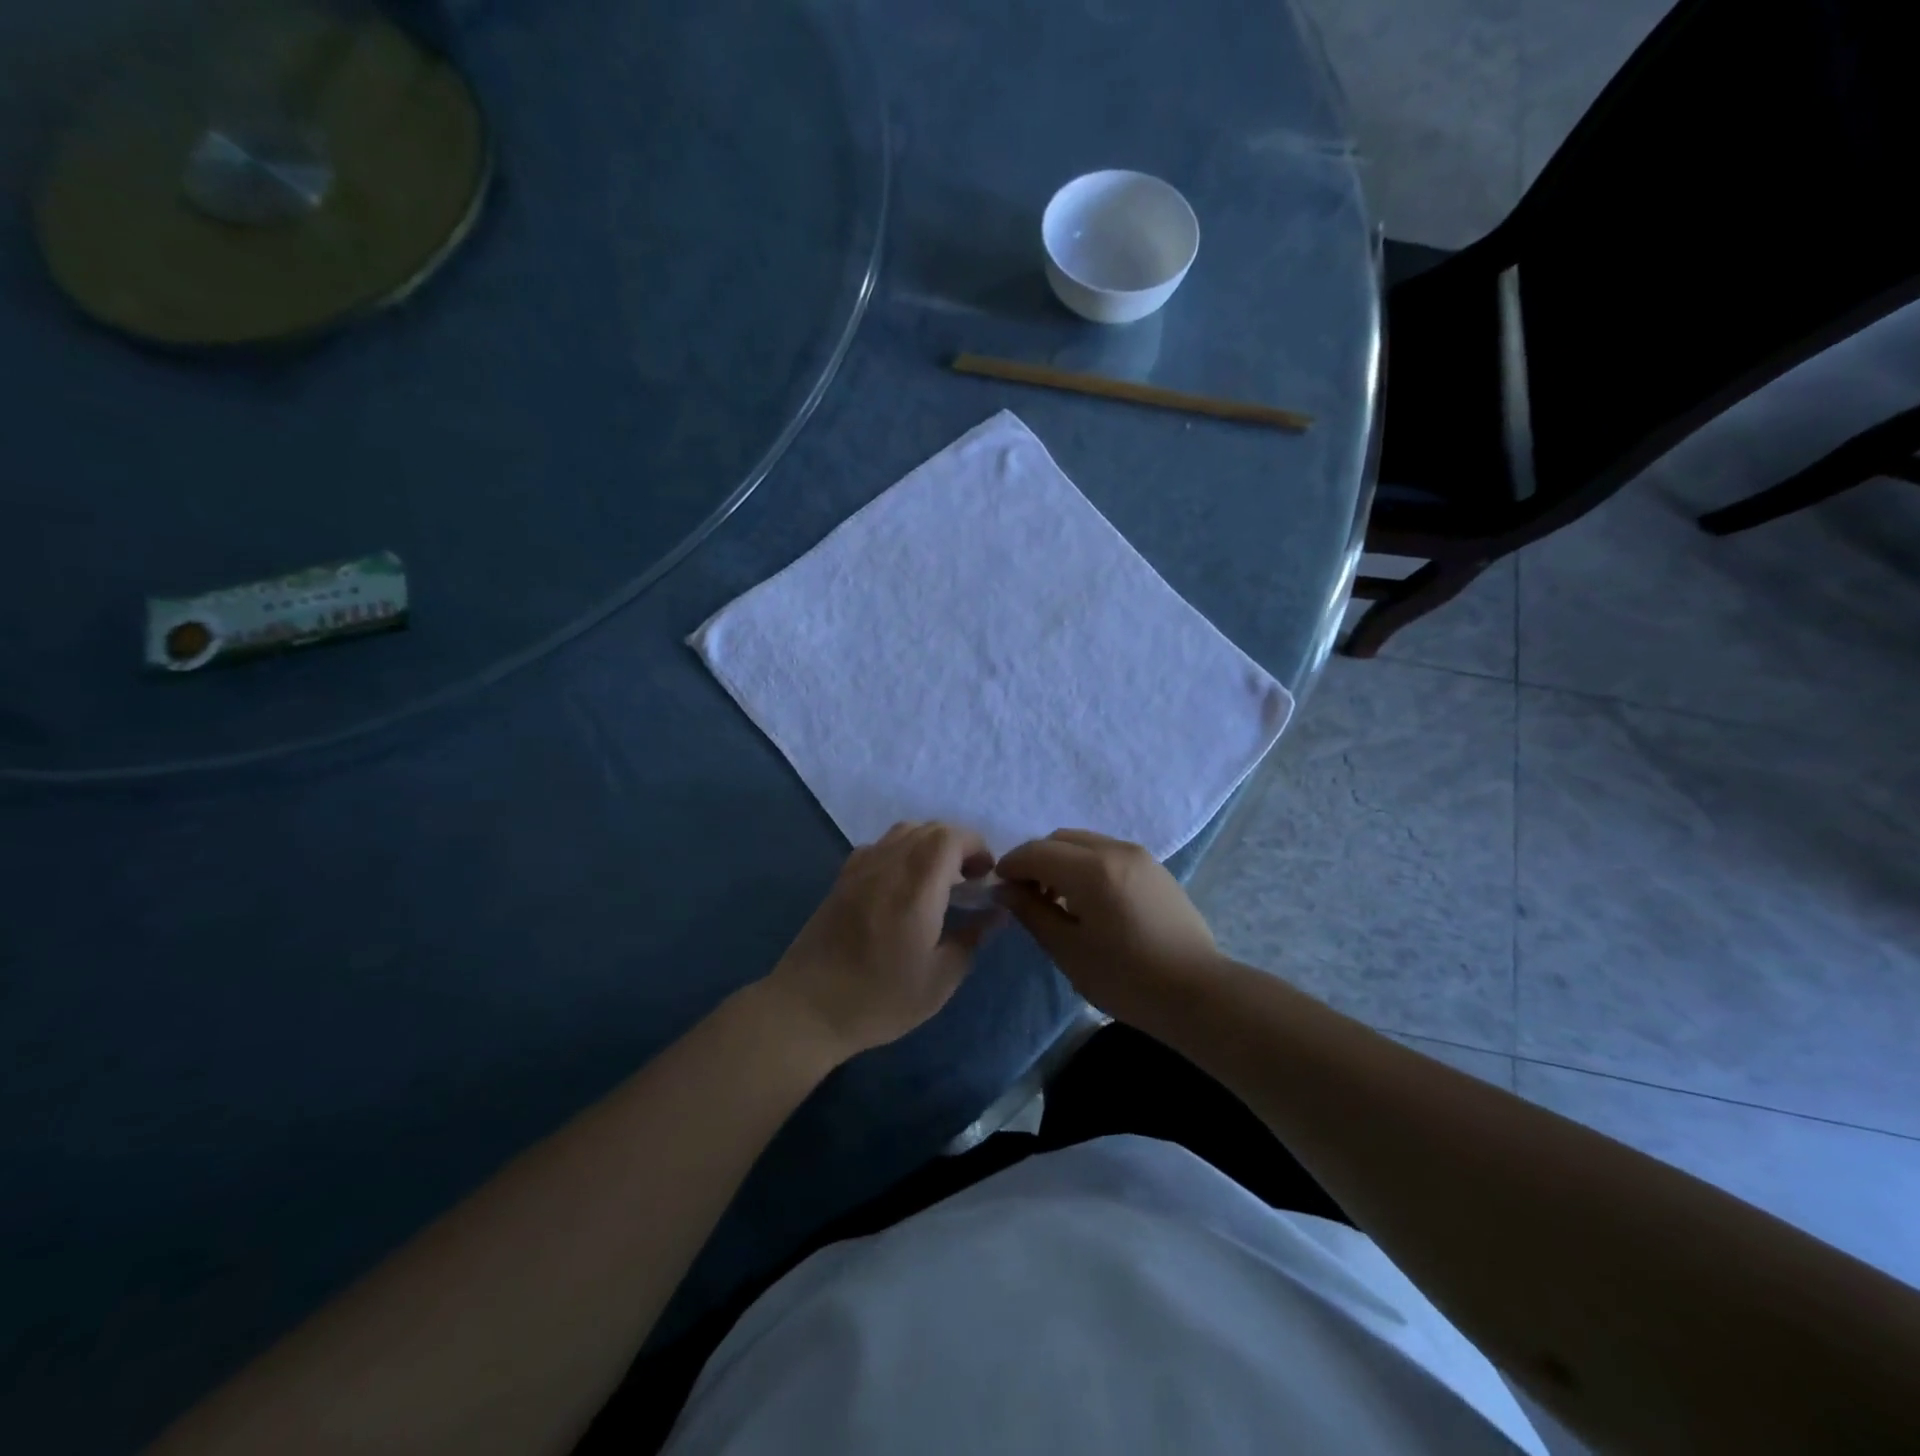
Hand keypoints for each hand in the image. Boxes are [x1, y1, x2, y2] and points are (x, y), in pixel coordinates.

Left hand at [765, 822, 999, 1064]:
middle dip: (958, 845)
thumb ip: (971, 938)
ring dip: (930, 844)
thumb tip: (994, 913)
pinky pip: (880, 845)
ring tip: (938, 880)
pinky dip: (902, 851)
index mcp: (916, 888)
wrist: (807, 1008)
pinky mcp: (842, 878)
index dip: (976, 846)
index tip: (985, 877)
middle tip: (968, 880)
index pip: (951, 837)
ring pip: (903, 832)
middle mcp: (888, 865)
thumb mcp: (939, 980)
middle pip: (929, 828)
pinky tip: (902, 884)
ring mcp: (860, 868)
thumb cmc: (879, 999)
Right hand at [996, 829, 1221, 1023]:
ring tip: (1057, 901)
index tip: (998, 888)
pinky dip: (1087, 865)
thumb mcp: (1069, 949)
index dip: (1011, 865)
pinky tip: (1089, 901)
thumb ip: (1032, 912)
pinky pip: (1108, 853)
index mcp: (1092, 869)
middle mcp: (1116, 850)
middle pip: (1061, 840)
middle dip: (1036, 860)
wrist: (1197, 993)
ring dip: (1062, 861)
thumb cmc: (1126, 978)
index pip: (1036, 851)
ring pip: (1086, 843)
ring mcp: (1140, 856)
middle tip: (1026, 895)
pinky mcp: (1155, 869)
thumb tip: (1005, 890)